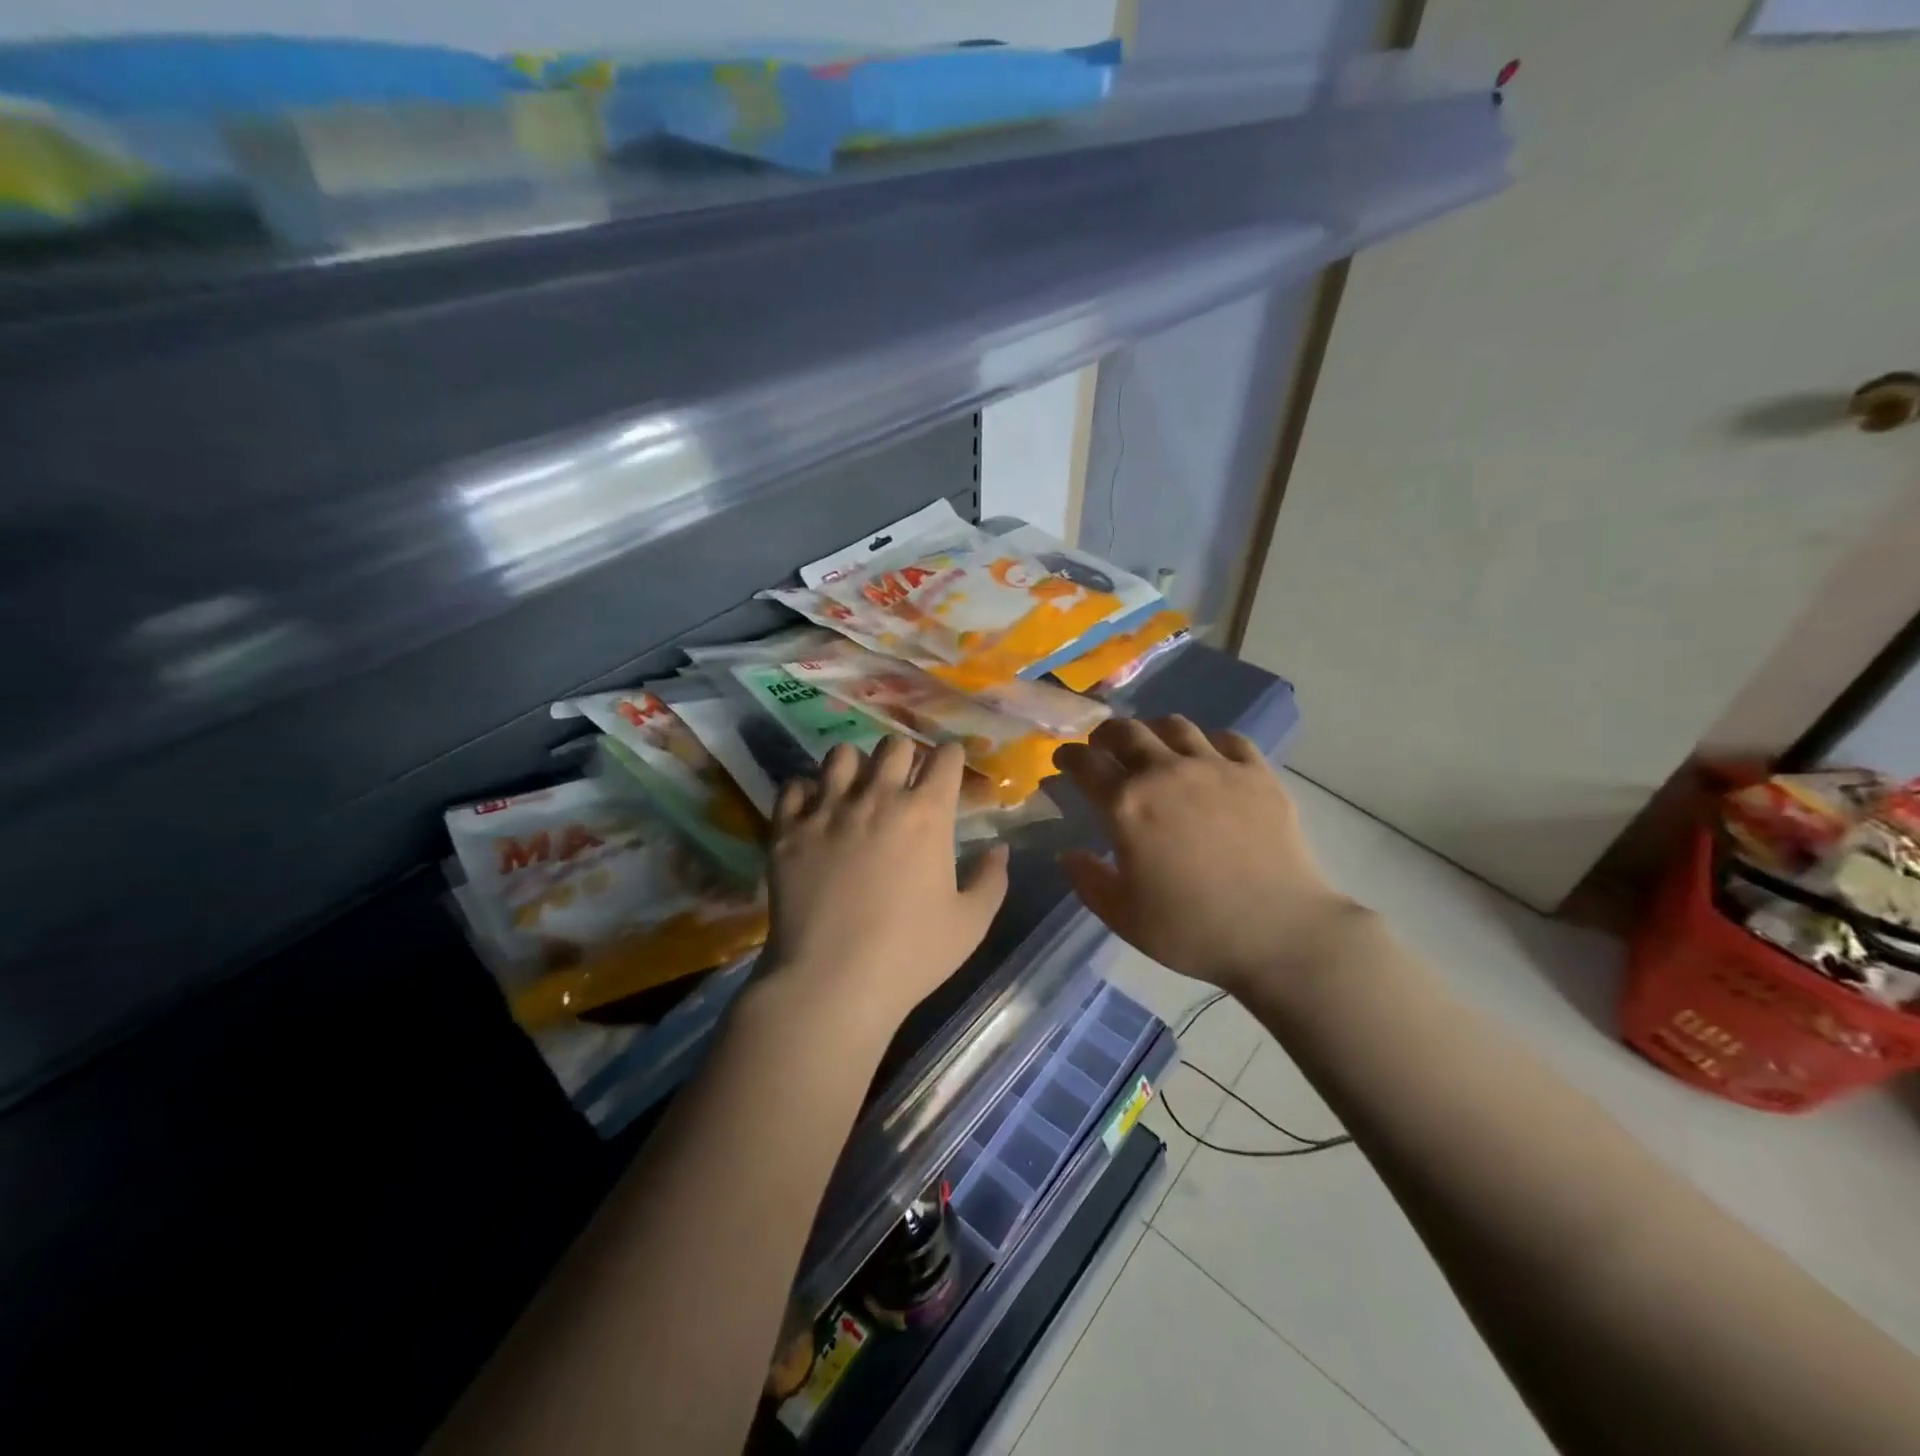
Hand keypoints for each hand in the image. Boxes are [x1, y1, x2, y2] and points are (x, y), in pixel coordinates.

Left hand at [763, 737, 1009, 1033]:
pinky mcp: (788, 829)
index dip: (950, 758)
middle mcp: (878, 797)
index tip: (948, 769)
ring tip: (855, 790)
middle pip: (893, 745)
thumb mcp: (970, 924)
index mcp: (926, 814)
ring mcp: (828, 809)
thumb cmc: (910, 955)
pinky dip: (806, 793)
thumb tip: (1000, 848)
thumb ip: (991, 879)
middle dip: (904, 757)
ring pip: (841, 754)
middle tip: (903, 783)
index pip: (944, 758)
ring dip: (855, 767)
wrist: (831, 982)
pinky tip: (813, 812)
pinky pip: (794, 786)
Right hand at [1053, 717, 1359, 994]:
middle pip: (1126, 731)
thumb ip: (1088, 880)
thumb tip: (1069, 853)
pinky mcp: (1258, 773)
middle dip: (1105, 735)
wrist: (1280, 933)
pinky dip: (1208, 742)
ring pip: (1175, 726)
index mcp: (1127, 805)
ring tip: (1152, 746)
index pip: (1085, 763)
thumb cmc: (1192, 930)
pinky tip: (1207, 758)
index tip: (1063, 760)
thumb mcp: (1123, 916)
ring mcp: (1216, 768)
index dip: (1068, 756)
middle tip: (1101, 747)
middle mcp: (1166, 773)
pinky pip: (1227, 739)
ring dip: (1153, 730)